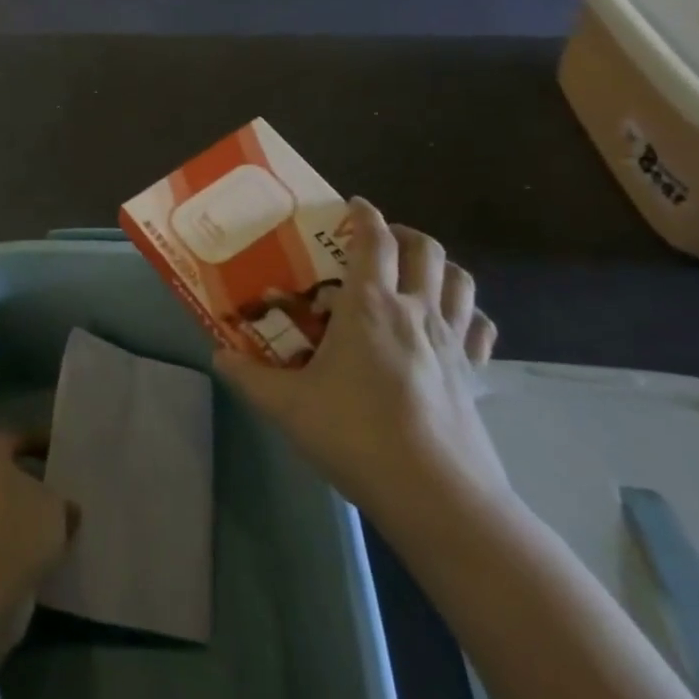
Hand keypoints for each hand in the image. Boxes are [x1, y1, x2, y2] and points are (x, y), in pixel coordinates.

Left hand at [0, 431, 77, 664]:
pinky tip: (52, 554)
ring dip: (33, 519)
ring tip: (70, 526)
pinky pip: (2, 539)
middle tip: (74, 493)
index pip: (22, 439)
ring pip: (8, 510)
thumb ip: (63, 501)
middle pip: (12, 475)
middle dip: (40, 485)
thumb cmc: (13, 531)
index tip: (74, 458)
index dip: (49, 447)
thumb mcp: (55, 508)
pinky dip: (22, 546)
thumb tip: (67, 508)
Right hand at [214, 197, 508, 535]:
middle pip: (425, 249)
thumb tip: (218, 356)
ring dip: (439, 265)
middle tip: (379, 240)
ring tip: (415, 273)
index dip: (364, 215)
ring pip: (460, 280)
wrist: (435, 494)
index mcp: (370, 306)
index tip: (352, 205)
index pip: (374, 240)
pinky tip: (451, 323)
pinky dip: (466, 312)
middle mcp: (416, 311)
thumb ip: (249, 377)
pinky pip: (480, 326)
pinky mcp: (475, 374)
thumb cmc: (355, 435)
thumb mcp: (287, 406)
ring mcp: (453, 342)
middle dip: (403, 233)